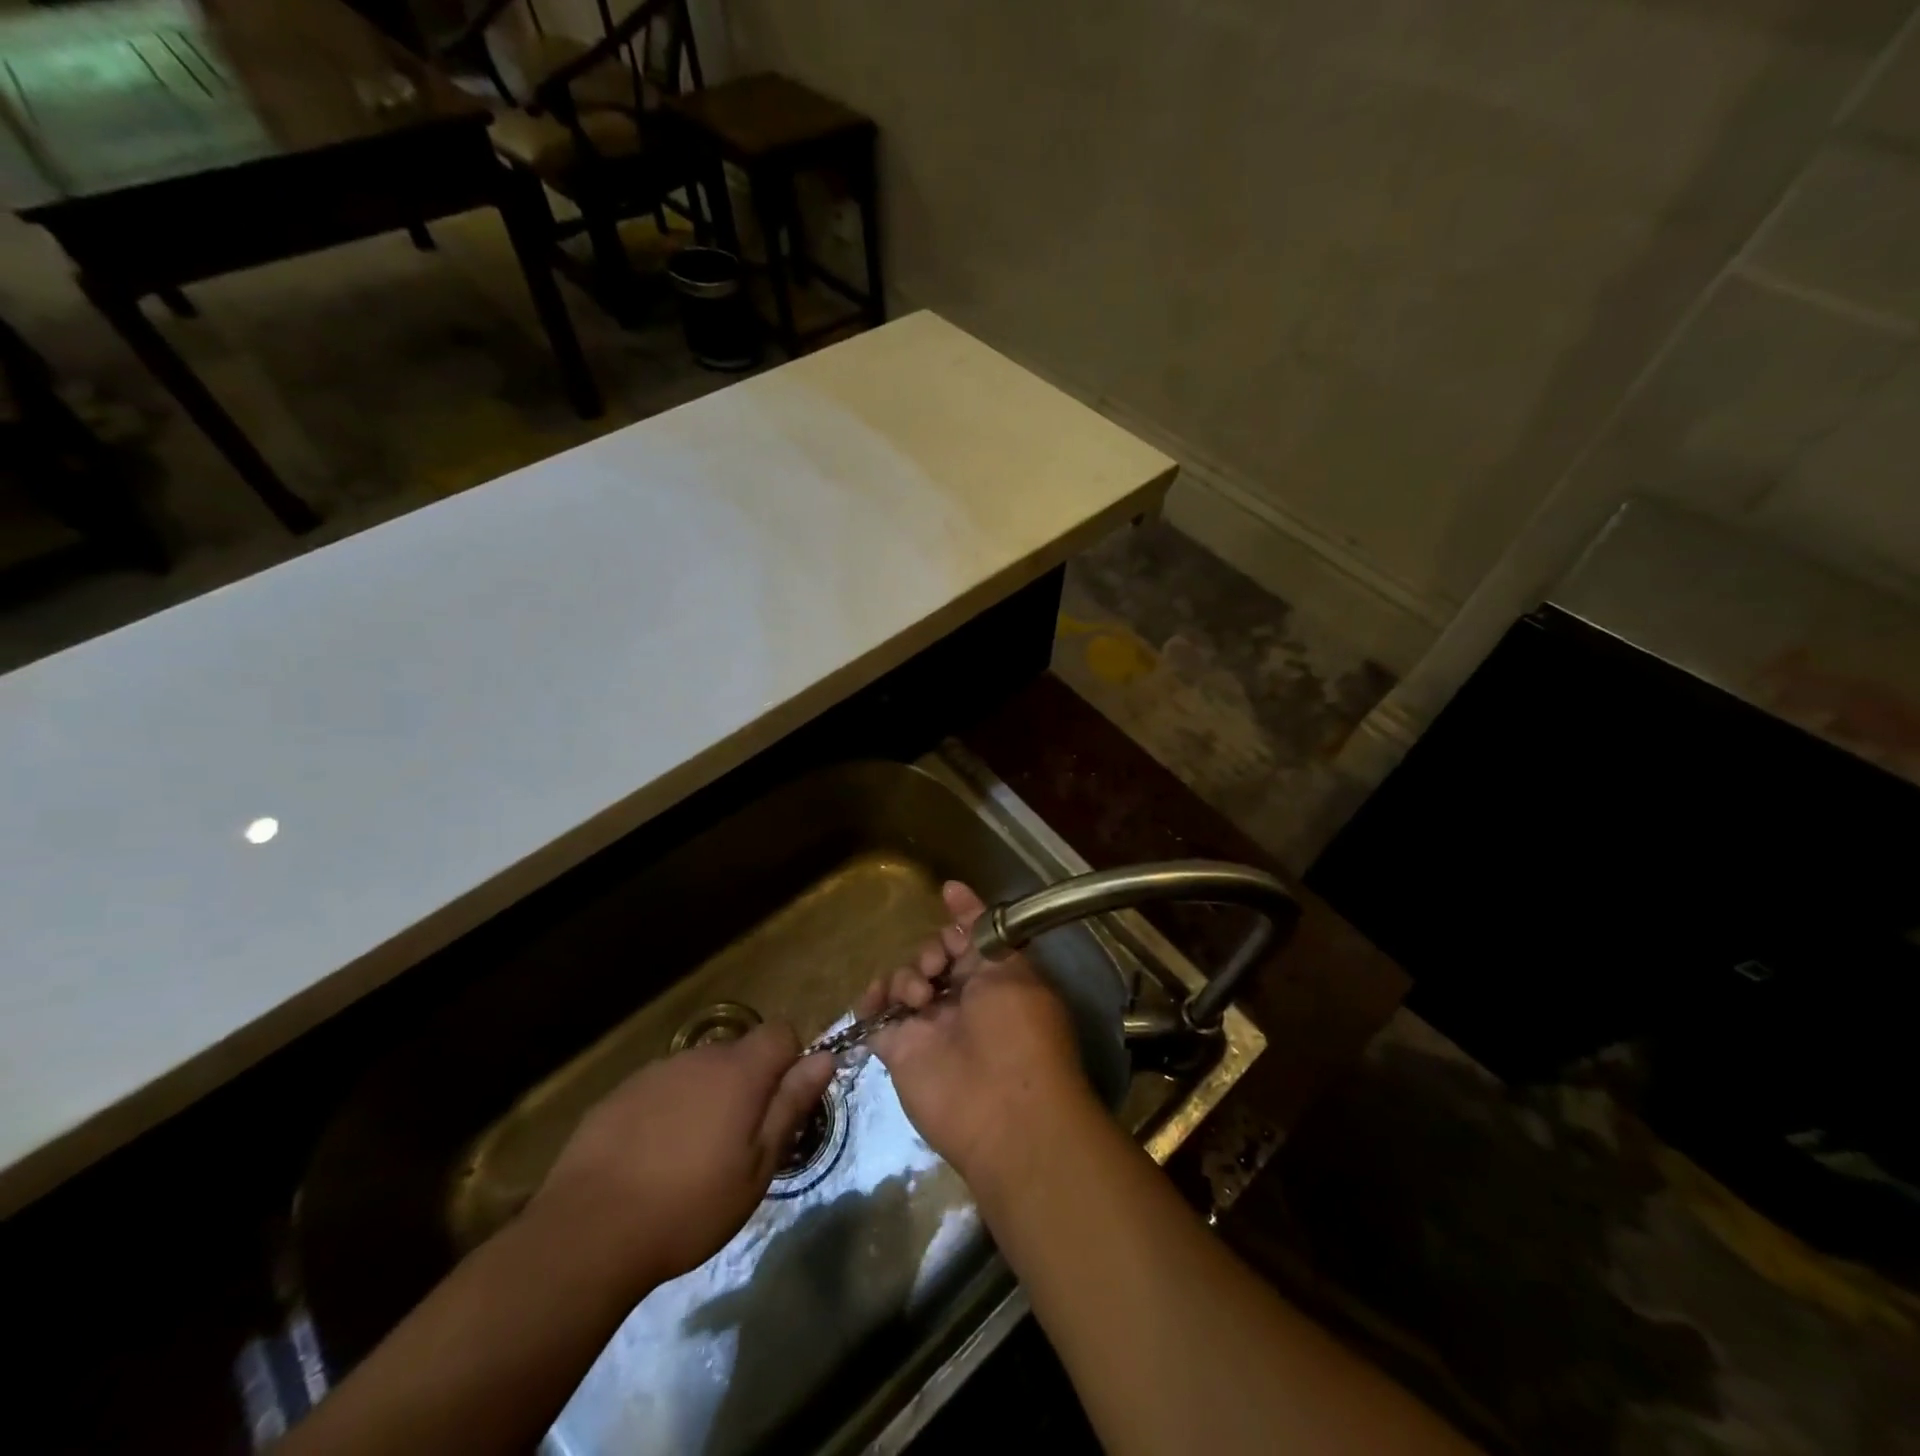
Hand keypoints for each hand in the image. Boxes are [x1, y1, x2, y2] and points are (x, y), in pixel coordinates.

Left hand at [530, 1024, 834, 1290]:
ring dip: (707, 1099)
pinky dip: (667, 1112)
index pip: (781, 1032)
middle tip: (738, 1143)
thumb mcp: (757, 1167)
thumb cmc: (689, 1206)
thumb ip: (791, 1105)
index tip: (780, 1106)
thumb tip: (825, 1057)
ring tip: (691, 1157)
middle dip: (747, 1085)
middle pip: (739, 1053)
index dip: (789, 1062)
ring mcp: (655, 1073)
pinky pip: (661, 1090)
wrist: (588, 1233)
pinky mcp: (618, 1094)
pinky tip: (651, 1160)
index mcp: (739, 1071)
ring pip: (698, 1073)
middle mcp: (699, 1058)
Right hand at [863, 881, 1098, 1188]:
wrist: (1005, 1111)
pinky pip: (874, 1017)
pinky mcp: (899, 1050)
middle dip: (930, 950)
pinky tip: (878, 1002)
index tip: (947, 894)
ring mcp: (928, 1025)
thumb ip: (979, 928)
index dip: (957, 920)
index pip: (968, 939)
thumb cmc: (1019, 1030)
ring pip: (903, 980)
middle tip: (936, 965)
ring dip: (906, 976)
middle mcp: (961, 999)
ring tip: (918, 997)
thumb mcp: (1009, 967)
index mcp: (995, 979)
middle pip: (931, 956)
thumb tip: (952, 886)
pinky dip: (870, 1003)